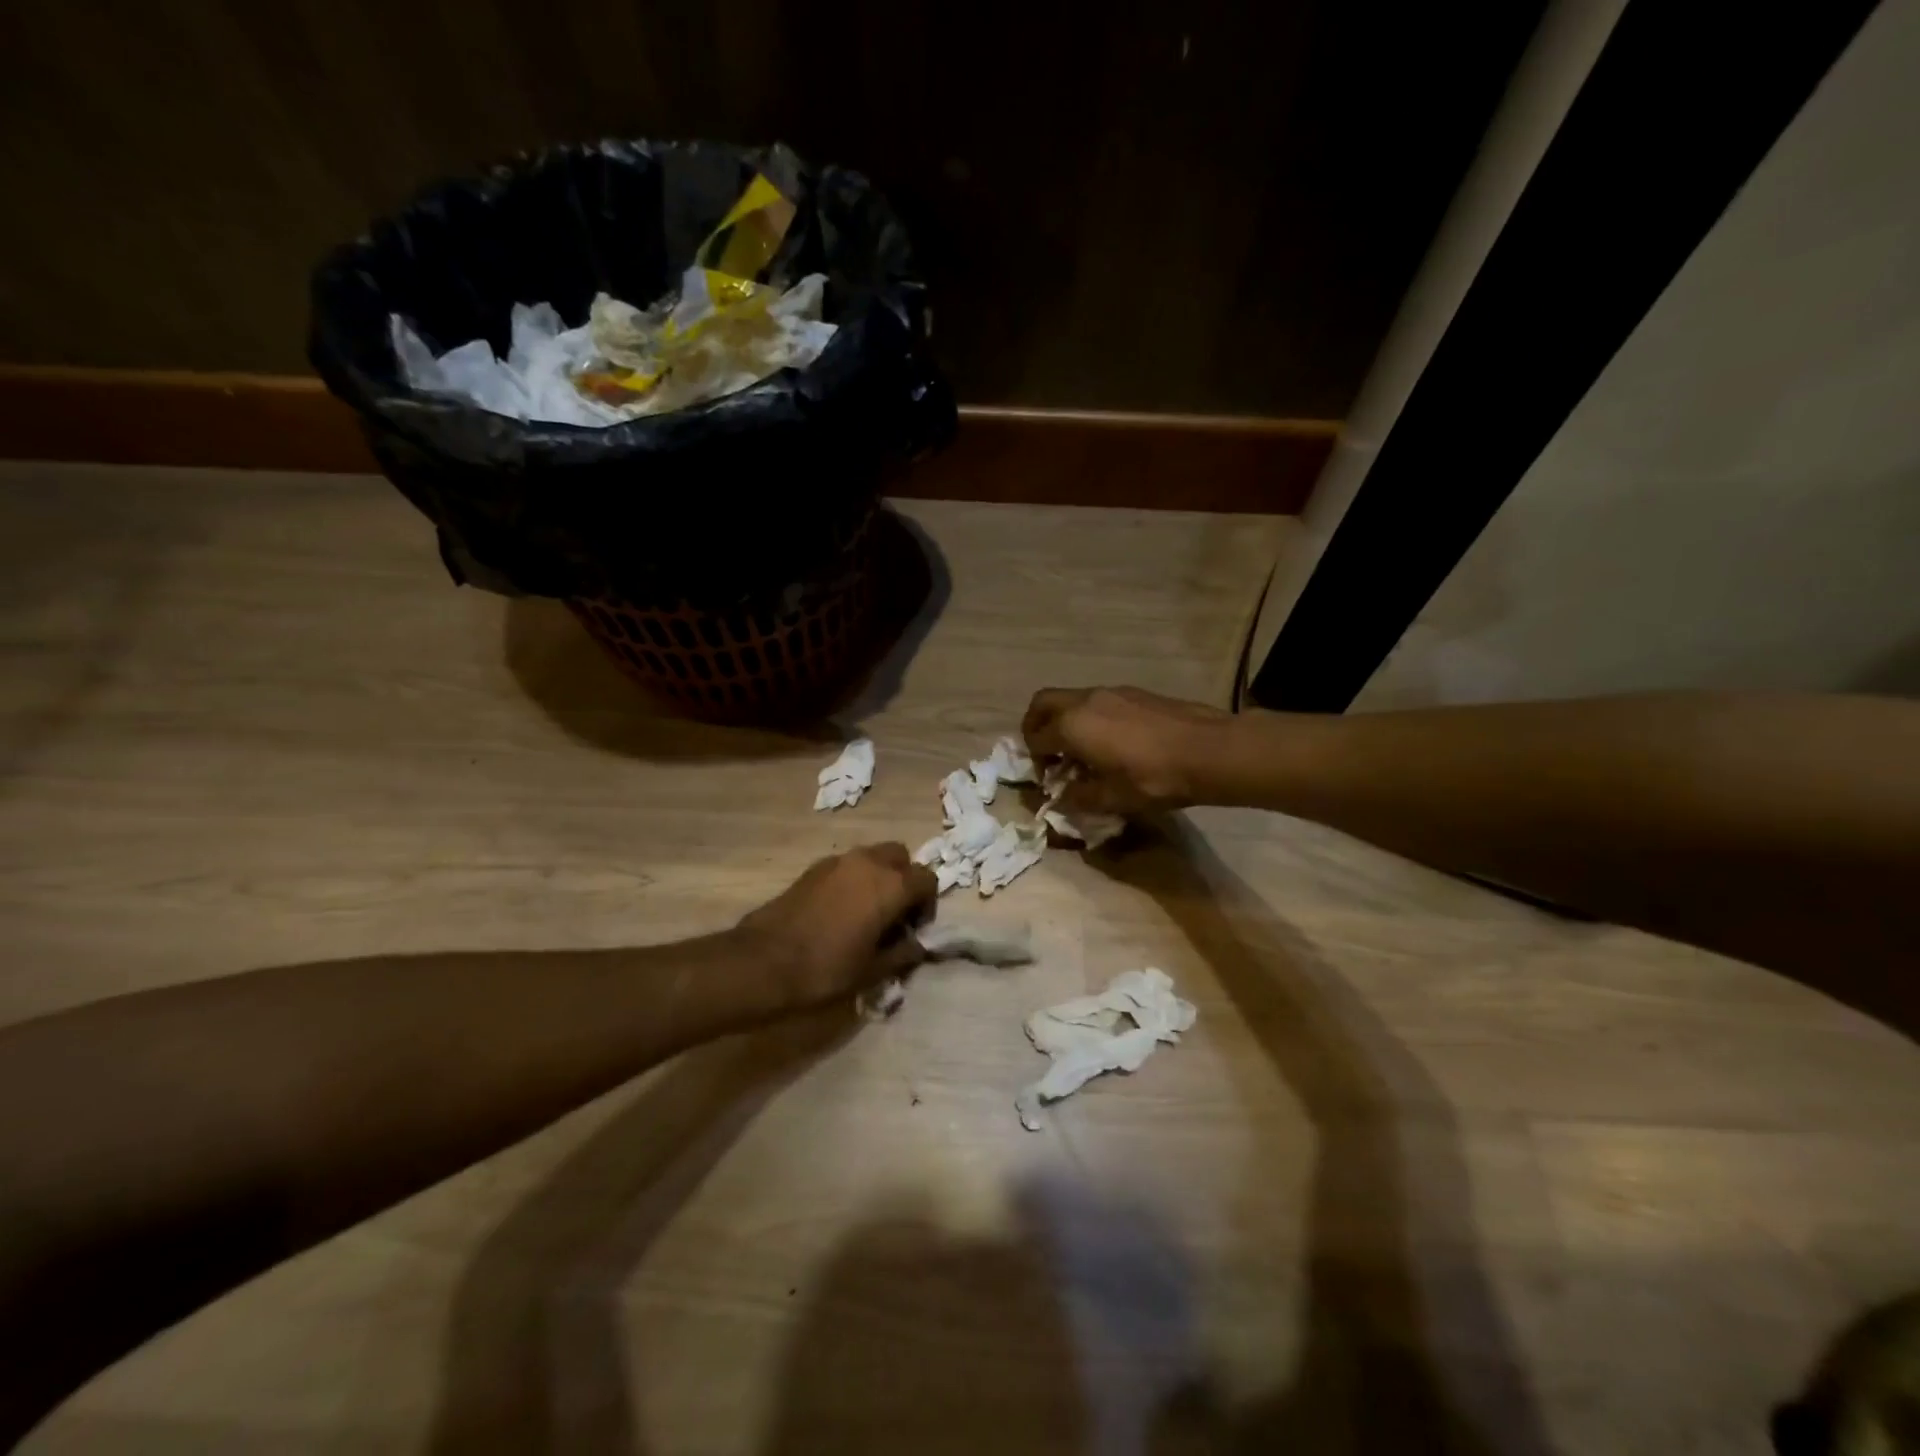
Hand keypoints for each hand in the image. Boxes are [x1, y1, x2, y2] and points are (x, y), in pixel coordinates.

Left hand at [735, 844, 937, 1008]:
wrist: (763, 962)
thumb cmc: (826, 969)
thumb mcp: (872, 971)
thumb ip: (902, 953)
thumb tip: (917, 945)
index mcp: (890, 885)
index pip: (927, 879)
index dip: (927, 904)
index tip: (914, 930)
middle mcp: (867, 862)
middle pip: (900, 857)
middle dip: (904, 880)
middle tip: (894, 914)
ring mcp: (837, 861)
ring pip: (872, 857)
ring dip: (878, 877)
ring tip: (867, 914)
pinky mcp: (813, 868)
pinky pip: (846, 866)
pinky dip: (854, 880)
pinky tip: (840, 913)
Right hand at [1022, 686, 1229, 815]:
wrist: (1209, 751)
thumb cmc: (1154, 778)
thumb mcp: (1112, 799)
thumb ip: (1079, 798)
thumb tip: (1064, 797)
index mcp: (1072, 726)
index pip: (1036, 738)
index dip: (1036, 760)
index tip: (1049, 779)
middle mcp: (1085, 701)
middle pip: (1043, 703)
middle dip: (1036, 726)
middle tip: (1047, 752)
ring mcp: (1111, 692)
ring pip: (1072, 700)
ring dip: (1066, 721)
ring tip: (1083, 752)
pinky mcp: (1134, 693)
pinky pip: (1097, 701)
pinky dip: (1090, 717)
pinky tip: (1112, 743)